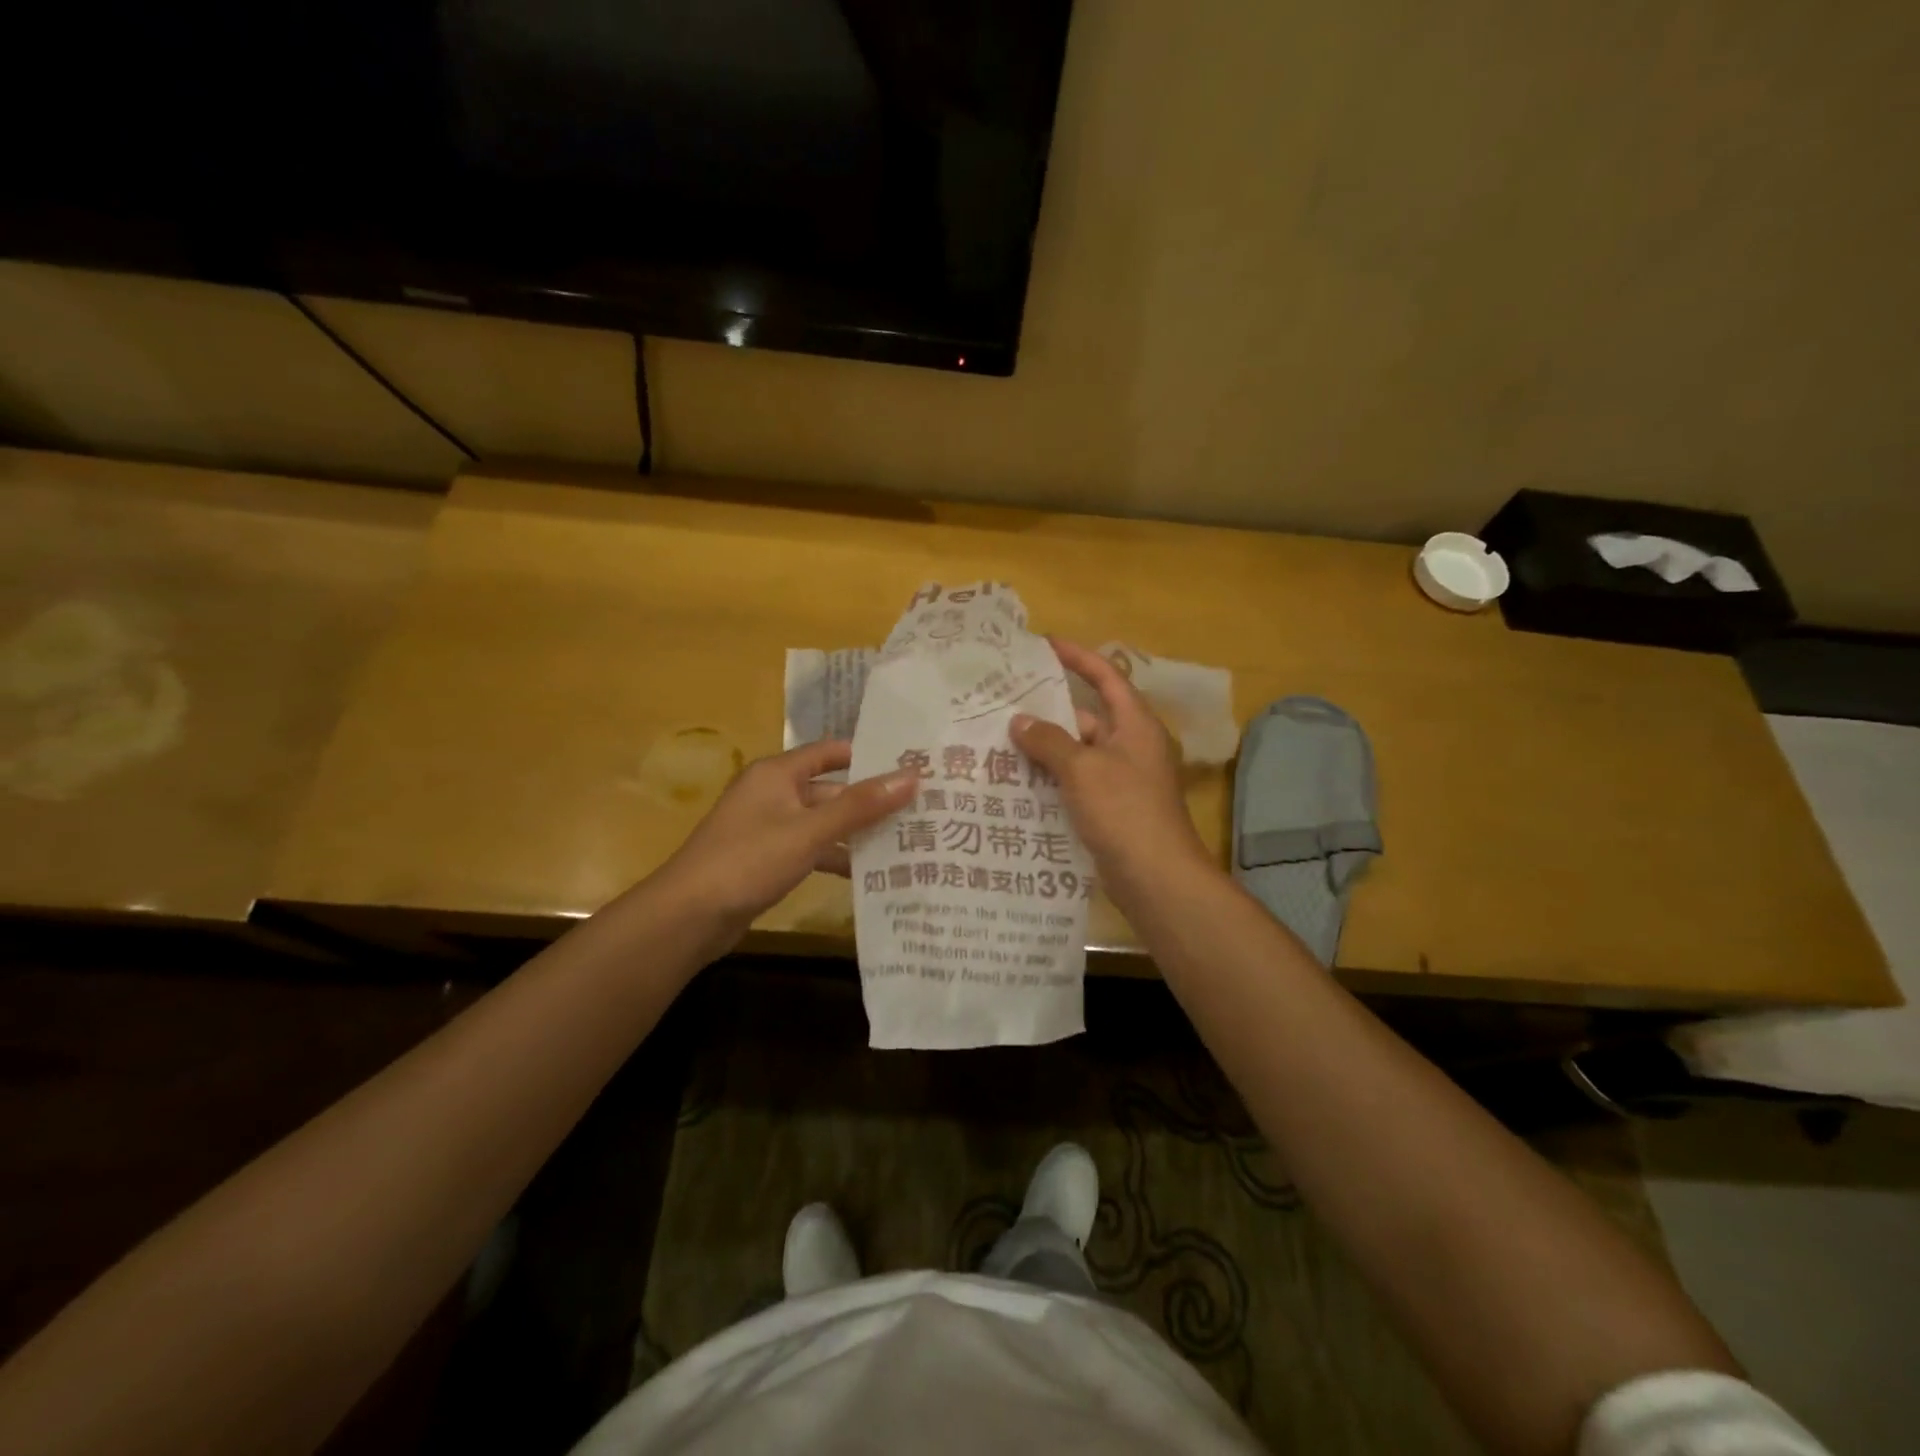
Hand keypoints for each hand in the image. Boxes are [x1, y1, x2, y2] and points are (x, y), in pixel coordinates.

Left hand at [651, 740, 916, 943]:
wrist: (689, 915)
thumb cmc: (749, 860)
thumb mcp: (810, 831)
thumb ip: (860, 805)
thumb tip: (912, 776)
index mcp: (778, 773)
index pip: (831, 752)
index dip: (868, 756)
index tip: (910, 765)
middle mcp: (773, 793)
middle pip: (831, 790)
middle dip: (870, 801)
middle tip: (920, 809)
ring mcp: (769, 828)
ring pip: (823, 823)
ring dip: (856, 832)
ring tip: (906, 841)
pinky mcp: (768, 859)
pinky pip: (811, 849)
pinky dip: (835, 857)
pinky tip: (868, 873)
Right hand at [1010, 638, 1218, 912]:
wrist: (1155, 876)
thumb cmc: (1123, 810)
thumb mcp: (1082, 768)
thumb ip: (1049, 741)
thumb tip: (1020, 722)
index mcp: (1134, 725)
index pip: (1107, 677)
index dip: (1078, 657)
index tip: (1045, 644)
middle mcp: (1130, 746)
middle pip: (1087, 716)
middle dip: (1049, 711)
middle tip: (1004, 703)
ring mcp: (1120, 779)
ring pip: (1077, 753)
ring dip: (1045, 748)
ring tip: (1000, 741)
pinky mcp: (1110, 808)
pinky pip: (1076, 782)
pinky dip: (1051, 778)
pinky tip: (1017, 781)